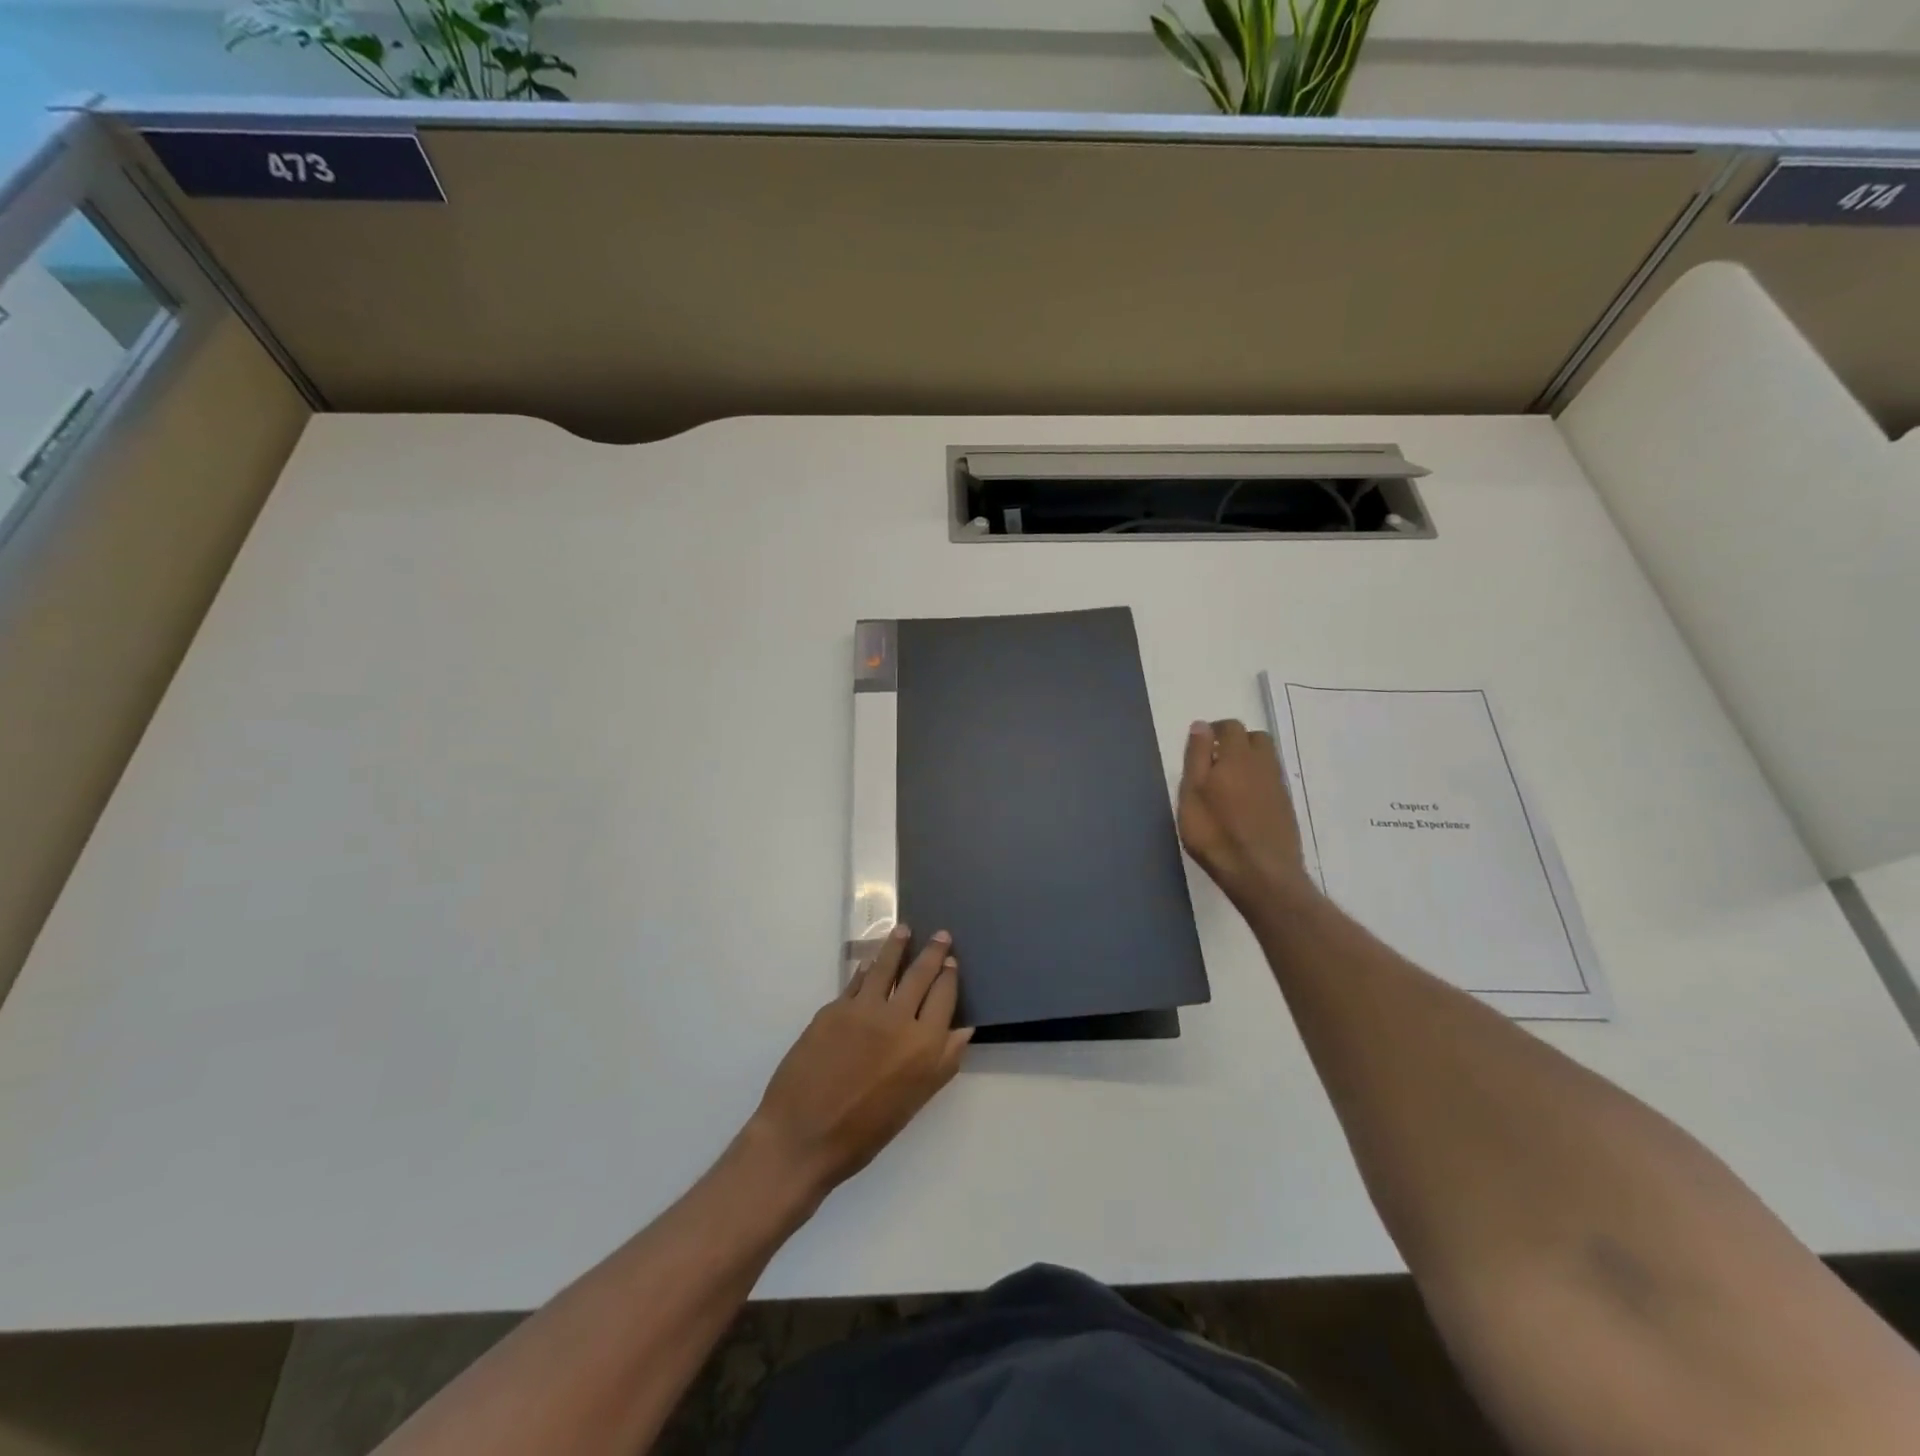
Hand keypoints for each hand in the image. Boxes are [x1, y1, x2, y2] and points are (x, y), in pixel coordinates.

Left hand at [747, 926, 971, 1199]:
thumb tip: (964, 1030)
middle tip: (941, 934)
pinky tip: (868, 963)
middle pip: (920, 975)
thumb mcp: (914, 1102)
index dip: (949, 976)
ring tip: (903, 930)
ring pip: (886, 967)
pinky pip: (856, 981)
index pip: (944, 998)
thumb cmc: (864, 1133)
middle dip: (933, 952)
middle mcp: (898, 1019)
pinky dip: (866, 969)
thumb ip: (942, 1062)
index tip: (952, 961)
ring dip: (897, 945)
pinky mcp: (834, 1008)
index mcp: (924, 1046)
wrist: (802, 1137)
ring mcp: (863, 1010)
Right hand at [1178, 719, 1316, 914]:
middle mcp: (1263, 765)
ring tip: (1227, 783)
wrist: (1261, 873)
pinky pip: (1271, 780)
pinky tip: (1243, 803)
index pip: (1231, 727)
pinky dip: (1257, 781)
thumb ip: (1197, 757)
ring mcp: (1278, 786)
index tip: (1200, 745)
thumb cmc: (1215, 833)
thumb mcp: (1192, 794)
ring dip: (1248, 761)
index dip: (1214, 731)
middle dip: (1236, 741)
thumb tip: (1202, 725)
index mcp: (1237, 757)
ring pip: (1266, 759)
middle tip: (1215, 761)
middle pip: (1255, 738)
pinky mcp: (1286, 807)